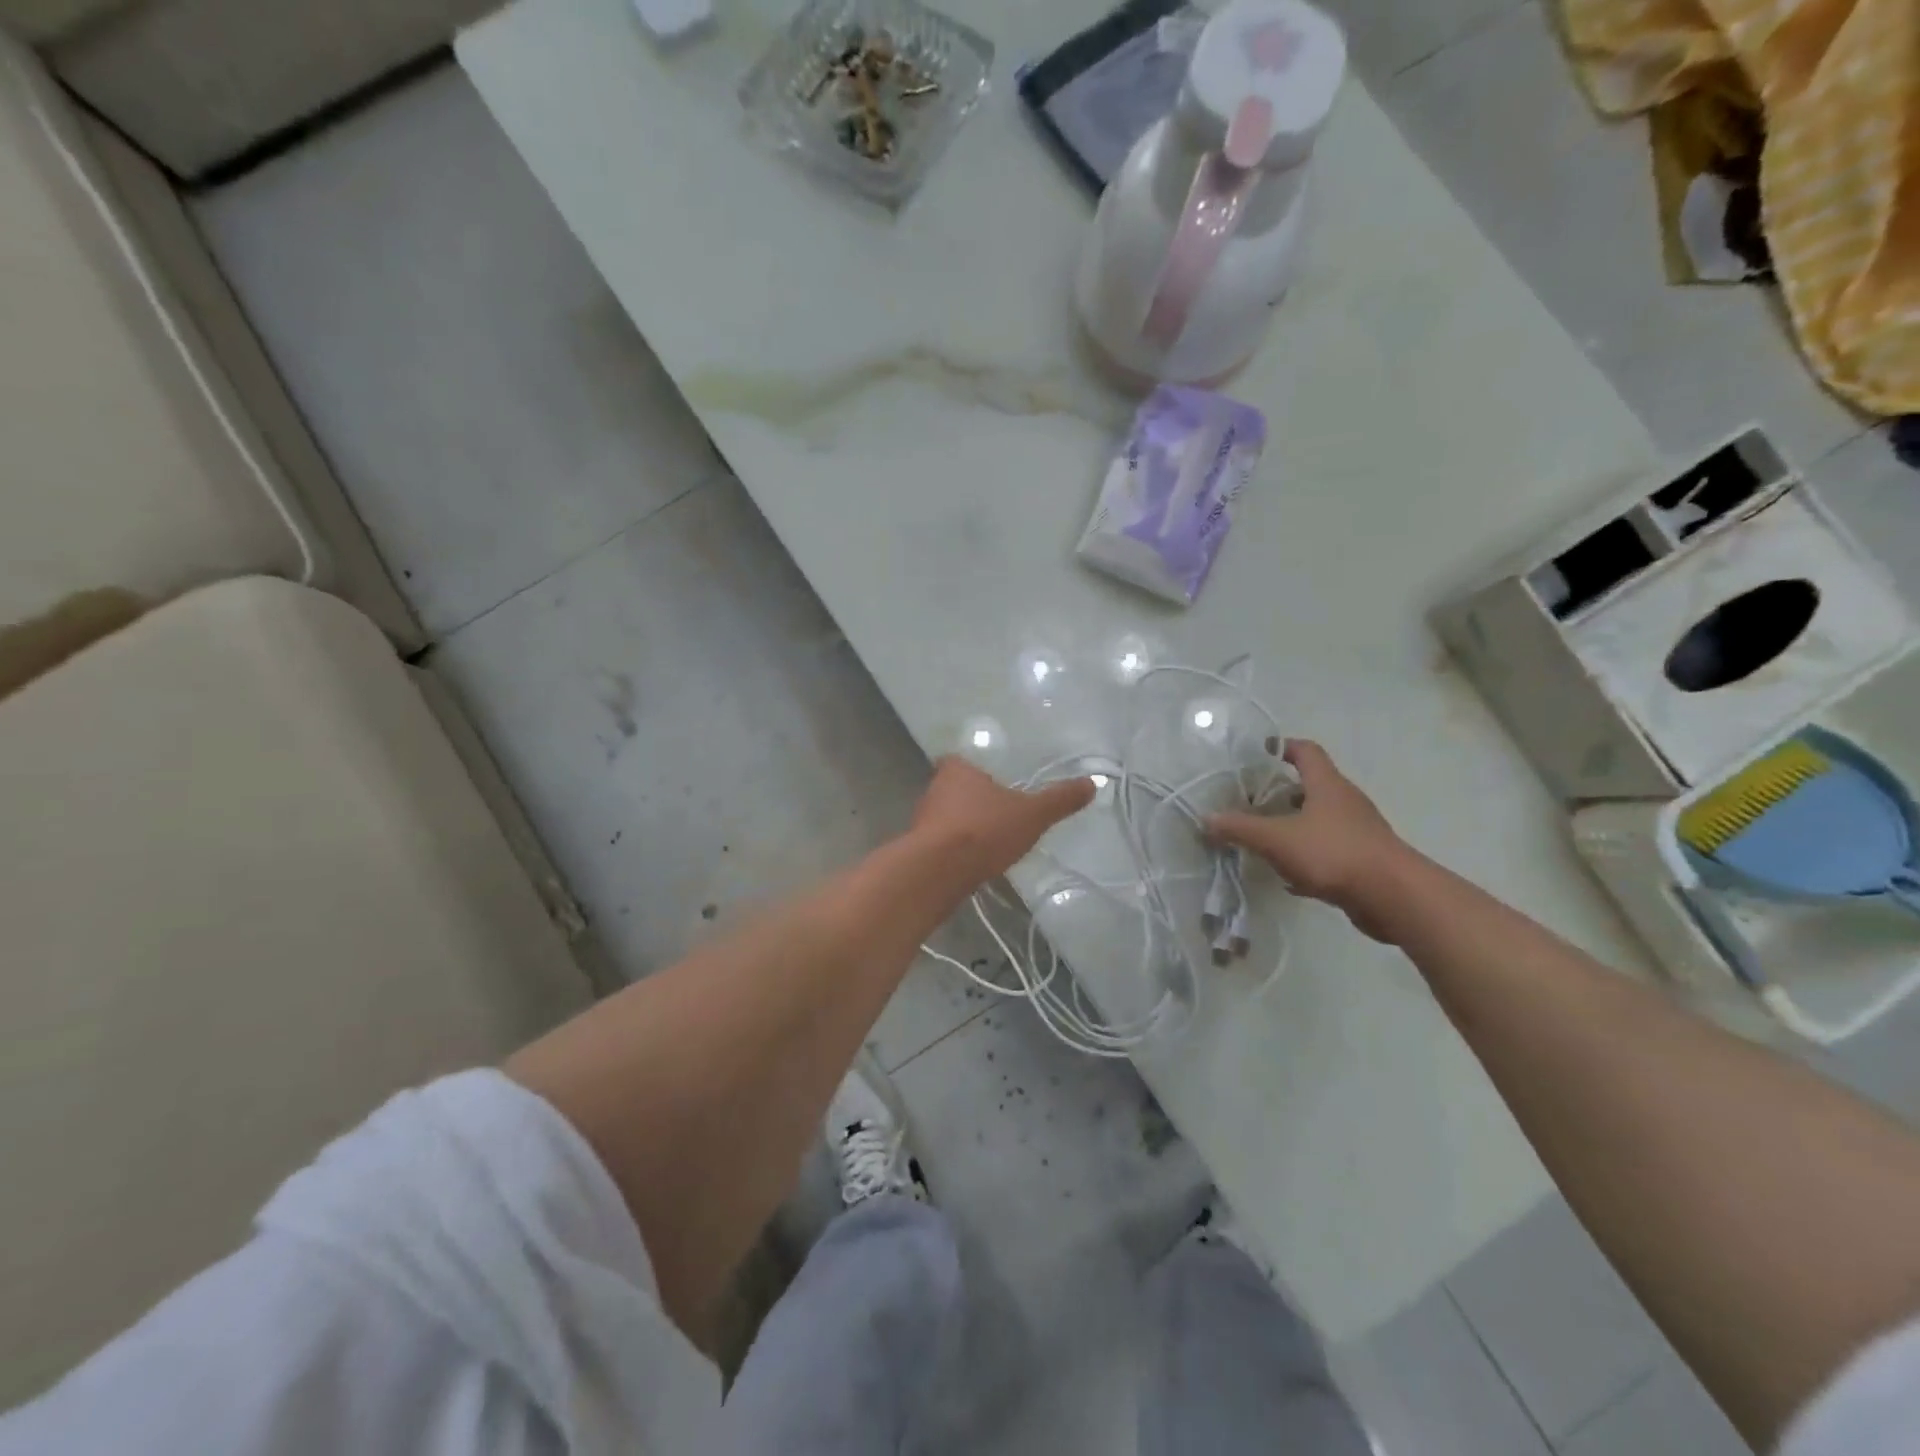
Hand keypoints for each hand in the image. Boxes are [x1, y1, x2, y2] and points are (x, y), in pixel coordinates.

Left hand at [911, 757, 1095, 882]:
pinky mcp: (917, 849)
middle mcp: (934, 788)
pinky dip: (953, 849)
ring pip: (944, 816)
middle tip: (996, 812)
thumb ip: (1059, 799)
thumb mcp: (1032, 814)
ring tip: (988, 840)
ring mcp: (922, 819)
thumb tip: (1092, 783)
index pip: (959, 760)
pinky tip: (972, 862)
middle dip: (971, 800)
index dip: (974, 770)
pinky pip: (939, 843)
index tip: (992, 782)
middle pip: (952, 788)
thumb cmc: (984, 829)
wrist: (939, 870)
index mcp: (956, 769)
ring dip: (961, 826)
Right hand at [1206, 740, 1418, 941]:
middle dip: (1282, 790)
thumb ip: (1240, 829)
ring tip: (1265, 837)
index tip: (1261, 751)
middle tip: (1252, 800)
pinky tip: (1289, 876)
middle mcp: (1345, 802)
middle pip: (1313, 786)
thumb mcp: (1277, 839)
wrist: (1394, 897)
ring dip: (1294, 824)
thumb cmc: (1334, 853)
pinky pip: (1329, 849)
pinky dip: (1308, 855)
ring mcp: (1358, 831)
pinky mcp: (1364, 859)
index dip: (1284, 747)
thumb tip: (1206, 819)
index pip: (1307, 752)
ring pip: (1320, 819)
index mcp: (1327, 786)